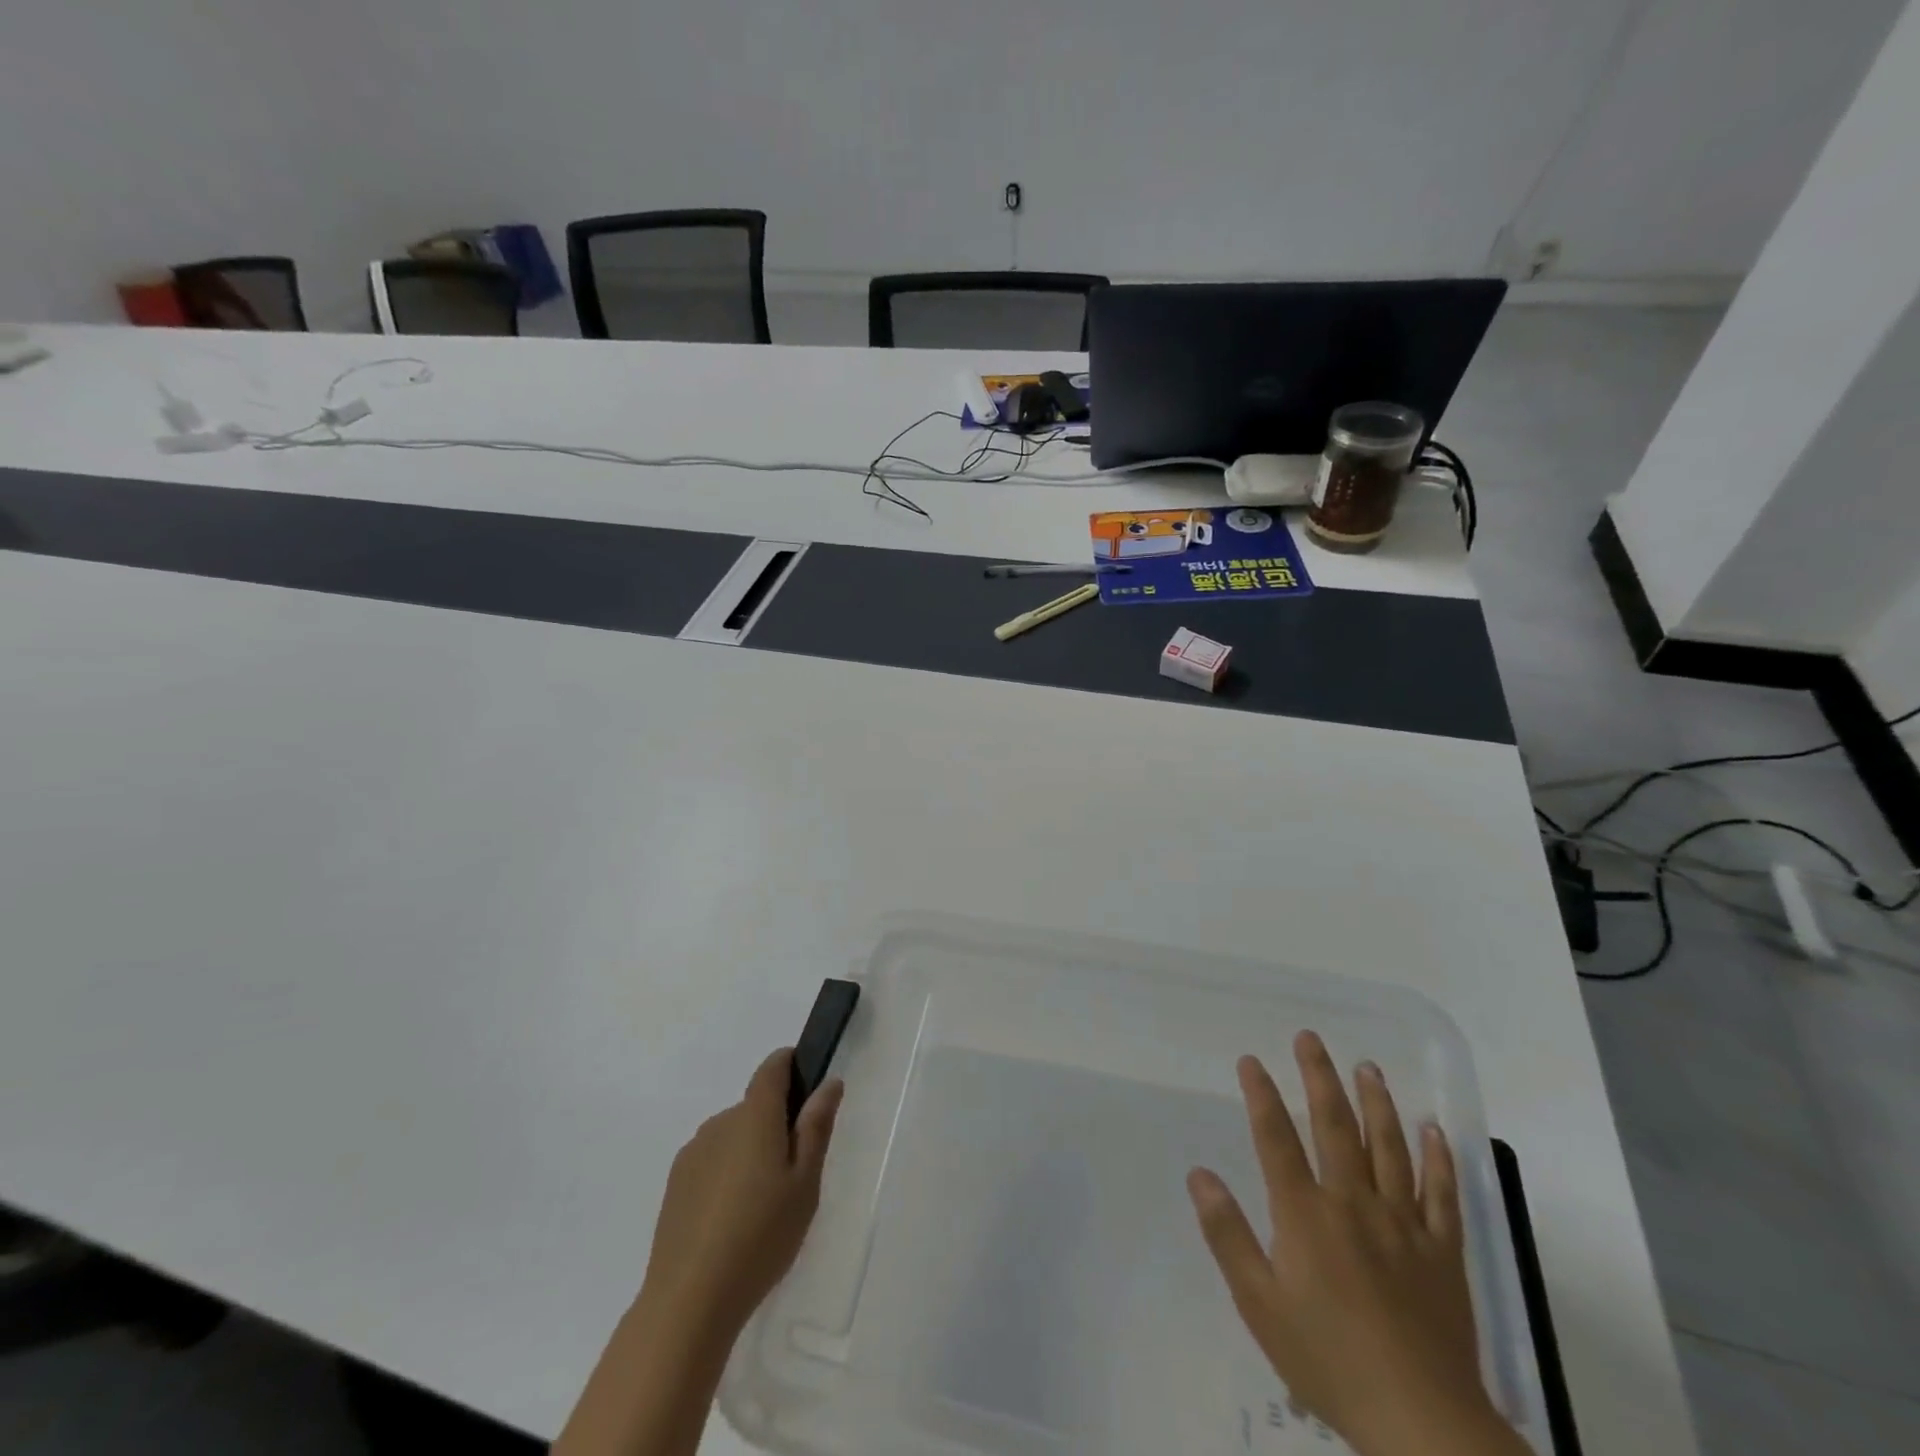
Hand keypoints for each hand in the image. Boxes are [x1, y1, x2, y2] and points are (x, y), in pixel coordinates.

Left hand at [640, 1047, 843, 1343]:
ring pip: (732, 1137)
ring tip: (763, 1206)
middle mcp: (720, 1123)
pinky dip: (727, 1176)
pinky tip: (732, 1222)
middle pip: (754, 1107)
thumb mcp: (805, 1183)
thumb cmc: (760, 1236)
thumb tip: (829, 1083)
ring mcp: (692, 1154)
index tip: (808, 1084)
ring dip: (750, 1152)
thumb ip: (816, 1128)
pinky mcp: (675, 1185)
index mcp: (754, 1116)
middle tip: (795, 1173)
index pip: (772, 1067)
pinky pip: (711, 1162)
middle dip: (776, 1125)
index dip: (791, 1064)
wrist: (688, 1301)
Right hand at [1187, 1032, 1526, 1455]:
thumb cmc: (1328, 1360)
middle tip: (1311, 1038)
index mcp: (1306, 1214)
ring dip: (1376, 1102)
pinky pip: (1443, 1195)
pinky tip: (1433, 1130)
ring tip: (1367, 1067)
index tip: (1251, 1060)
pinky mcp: (1443, 1253)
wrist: (1421, 1422)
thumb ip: (1228, 1234)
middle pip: (1335, 1127)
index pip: (1277, 1138)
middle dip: (1319, 1077)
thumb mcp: (1259, 1303)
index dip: (1261, 1095)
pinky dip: (1438, 1159)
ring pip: (1389, 1148)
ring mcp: (1403, 1224)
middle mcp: (1353, 1203)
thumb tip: (1200, 1175)